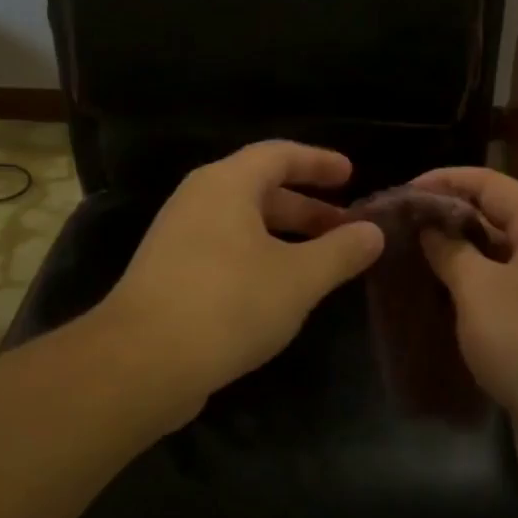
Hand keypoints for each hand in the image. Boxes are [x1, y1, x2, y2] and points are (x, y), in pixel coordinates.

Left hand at [98, 141, 383, 424]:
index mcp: (226, 184)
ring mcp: (178, 238)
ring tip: (321, 262)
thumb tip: (375, 232)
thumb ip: (341, 252)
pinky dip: (260, 258)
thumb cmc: (229, 303)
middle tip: (345, 229)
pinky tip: (279, 291)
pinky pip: (226, 251)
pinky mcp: (169, 275)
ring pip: (243, 224)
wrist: (142, 362)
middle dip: (307, 208)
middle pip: (260, 189)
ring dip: (285, 237)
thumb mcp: (299, 278)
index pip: (279, 154)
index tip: (351, 174)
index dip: (318, 162)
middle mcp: (198, 201)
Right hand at [414, 167, 517, 463]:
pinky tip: (438, 292)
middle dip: (447, 216)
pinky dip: (472, 284)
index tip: (400, 191)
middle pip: (495, 216)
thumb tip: (428, 226)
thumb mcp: (480, 290)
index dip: (444, 181)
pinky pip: (503, 287)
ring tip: (410, 253)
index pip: (490, 183)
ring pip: (497, 255)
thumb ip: (451, 250)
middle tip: (398, 224)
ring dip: (457, 252)